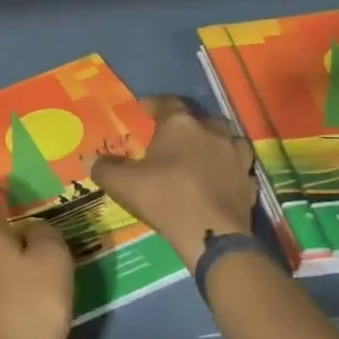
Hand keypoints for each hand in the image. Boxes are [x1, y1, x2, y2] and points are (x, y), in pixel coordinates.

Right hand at [91, 96, 257, 266]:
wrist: (211, 234)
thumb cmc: (164, 198)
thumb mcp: (123, 184)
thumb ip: (104, 168)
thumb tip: (89, 159)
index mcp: (180, 125)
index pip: (167, 103)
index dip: (153, 105)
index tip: (143, 112)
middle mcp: (212, 131)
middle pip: (198, 120)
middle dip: (184, 126)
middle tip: (170, 140)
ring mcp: (236, 155)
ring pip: (225, 140)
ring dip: (212, 144)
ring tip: (198, 156)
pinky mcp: (249, 180)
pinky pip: (237, 167)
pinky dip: (227, 170)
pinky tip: (218, 181)